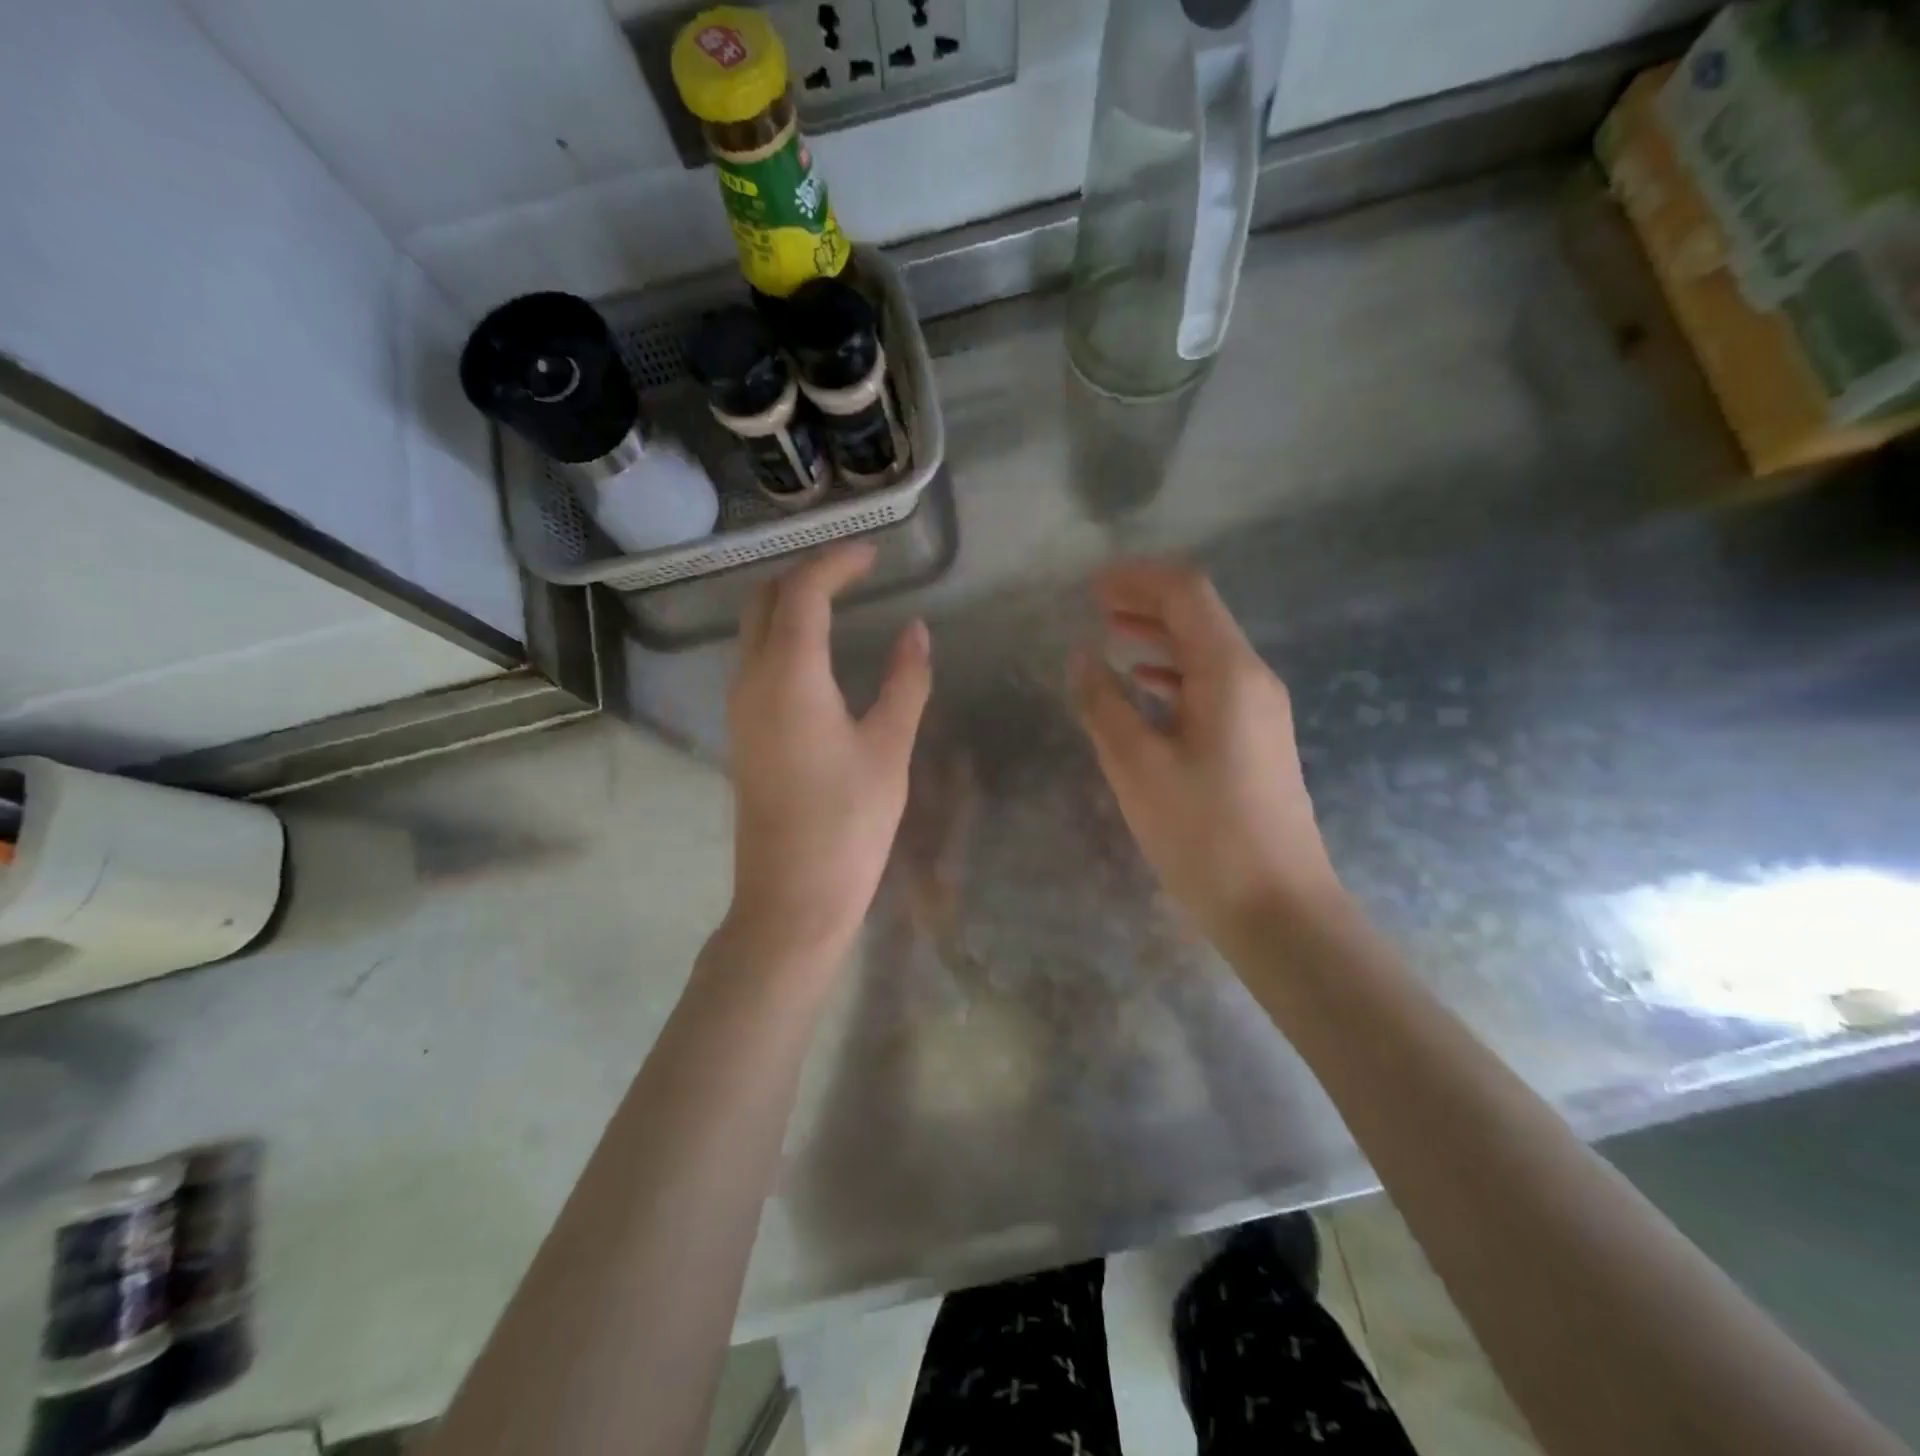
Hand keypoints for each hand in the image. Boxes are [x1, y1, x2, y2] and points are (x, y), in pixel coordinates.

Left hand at [725, 542, 931, 965]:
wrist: (792, 896)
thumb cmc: (849, 822)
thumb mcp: (889, 747)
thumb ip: (905, 681)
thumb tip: (916, 631)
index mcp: (789, 676)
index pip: (803, 592)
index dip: (838, 562)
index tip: (875, 554)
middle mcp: (751, 680)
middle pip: (764, 600)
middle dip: (805, 573)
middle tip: (855, 572)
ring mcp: (739, 708)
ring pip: (751, 629)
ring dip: (788, 602)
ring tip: (839, 601)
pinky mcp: (741, 733)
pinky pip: (752, 660)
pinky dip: (781, 635)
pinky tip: (816, 652)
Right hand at [1072, 561, 1341, 950]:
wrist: (1276, 905)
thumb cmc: (1202, 833)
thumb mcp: (1136, 766)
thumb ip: (1103, 703)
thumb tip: (1082, 656)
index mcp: (1228, 672)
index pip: (1186, 593)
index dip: (1137, 579)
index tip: (1090, 586)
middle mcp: (1252, 678)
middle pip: (1199, 615)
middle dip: (1146, 601)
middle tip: (1094, 605)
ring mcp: (1260, 709)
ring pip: (1205, 650)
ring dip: (1158, 636)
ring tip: (1110, 638)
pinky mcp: (1257, 739)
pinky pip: (1211, 685)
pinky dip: (1173, 673)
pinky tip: (1143, 688)